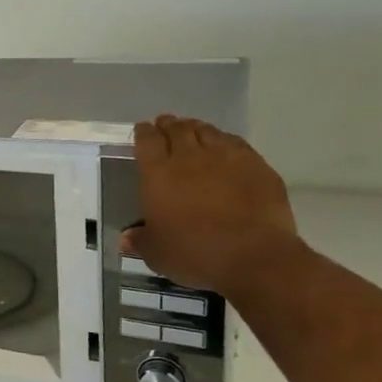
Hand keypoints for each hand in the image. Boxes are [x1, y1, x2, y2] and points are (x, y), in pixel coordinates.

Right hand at [121, 114, 301, 295]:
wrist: (254, 257)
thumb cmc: (195, 253)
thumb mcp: (157, 254)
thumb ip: (140, 241)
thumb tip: (126, 239)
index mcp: (157, 173)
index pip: (147, 141)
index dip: (143, 132)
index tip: (142, 129)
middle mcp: (188, 157)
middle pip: (176, 129)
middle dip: (168, 125)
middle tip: (166, 124)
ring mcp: (225, 157)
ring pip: (206, 131)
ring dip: (196, 128)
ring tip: (193, 130)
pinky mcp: (256, 165)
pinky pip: (235, 143)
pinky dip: (225, 140)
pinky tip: (224, 146)